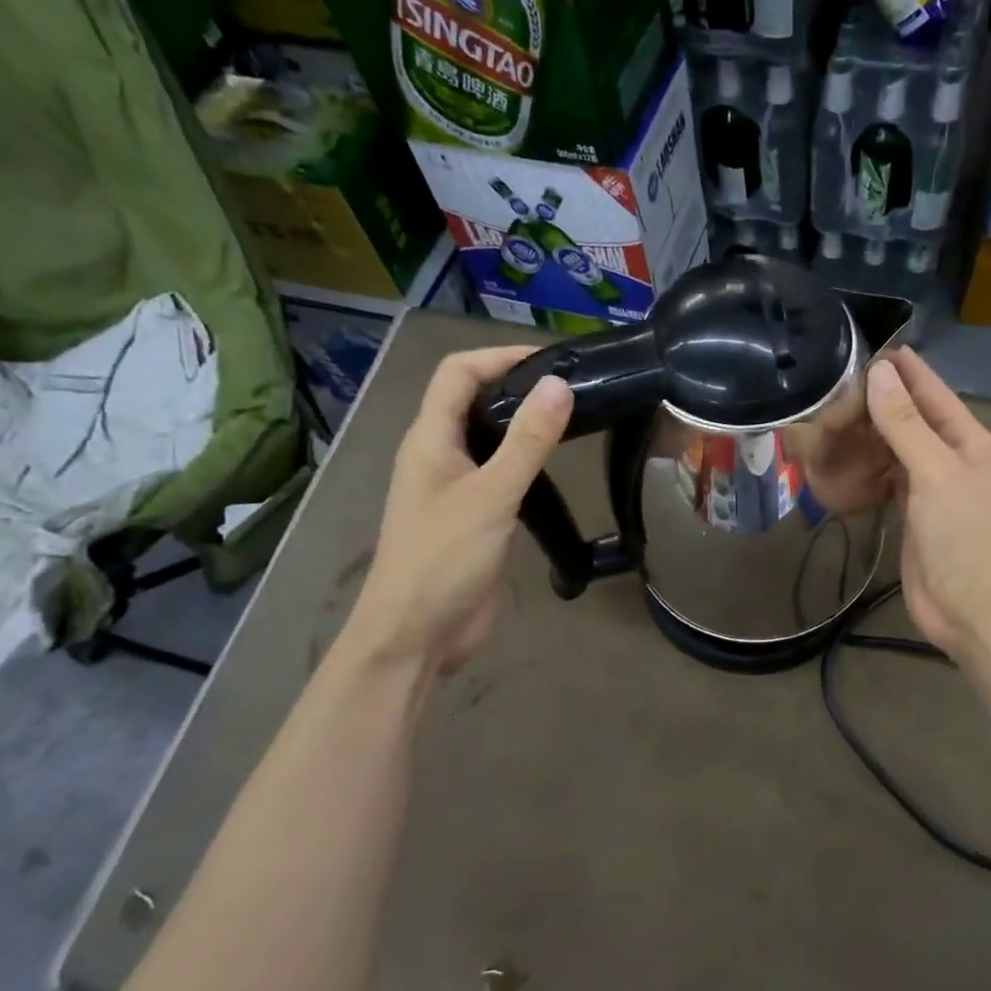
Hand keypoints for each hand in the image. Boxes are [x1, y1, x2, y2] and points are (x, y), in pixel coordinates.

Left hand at [346, 347, 571, 675]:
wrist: (417, 634)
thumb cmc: (444, 559)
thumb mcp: (491, 495)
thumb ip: (527, 441)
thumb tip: (558, 384)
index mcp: (429, 439)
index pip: (458, 372)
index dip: (500, 356)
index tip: (553, 360)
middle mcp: (438, 454)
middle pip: (473, 399)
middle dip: (517, 385)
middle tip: (573, 388)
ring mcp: (453, 487)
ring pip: (488, 437)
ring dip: (523, 423)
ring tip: (573, 419)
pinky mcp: (471, 516)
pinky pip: (498, 473)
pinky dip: (525, 460)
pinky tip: (555, 468)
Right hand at [866, 348, 990, 661]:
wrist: (971, 609)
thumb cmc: (962, 537)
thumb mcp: (934, 473)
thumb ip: (905, 425)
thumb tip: (879, 375)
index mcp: (969, 441)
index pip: (934, 393)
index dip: (906, 369)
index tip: (871, 345)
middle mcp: (953, 458)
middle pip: (914, 419)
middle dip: (881, 399)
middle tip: (836, 381)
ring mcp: (933, 488)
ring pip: (898, 448)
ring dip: (871, 432)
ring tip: (833, 412)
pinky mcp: (913, 513)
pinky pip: (888, 478)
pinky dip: (868, 466)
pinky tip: (844, 456)